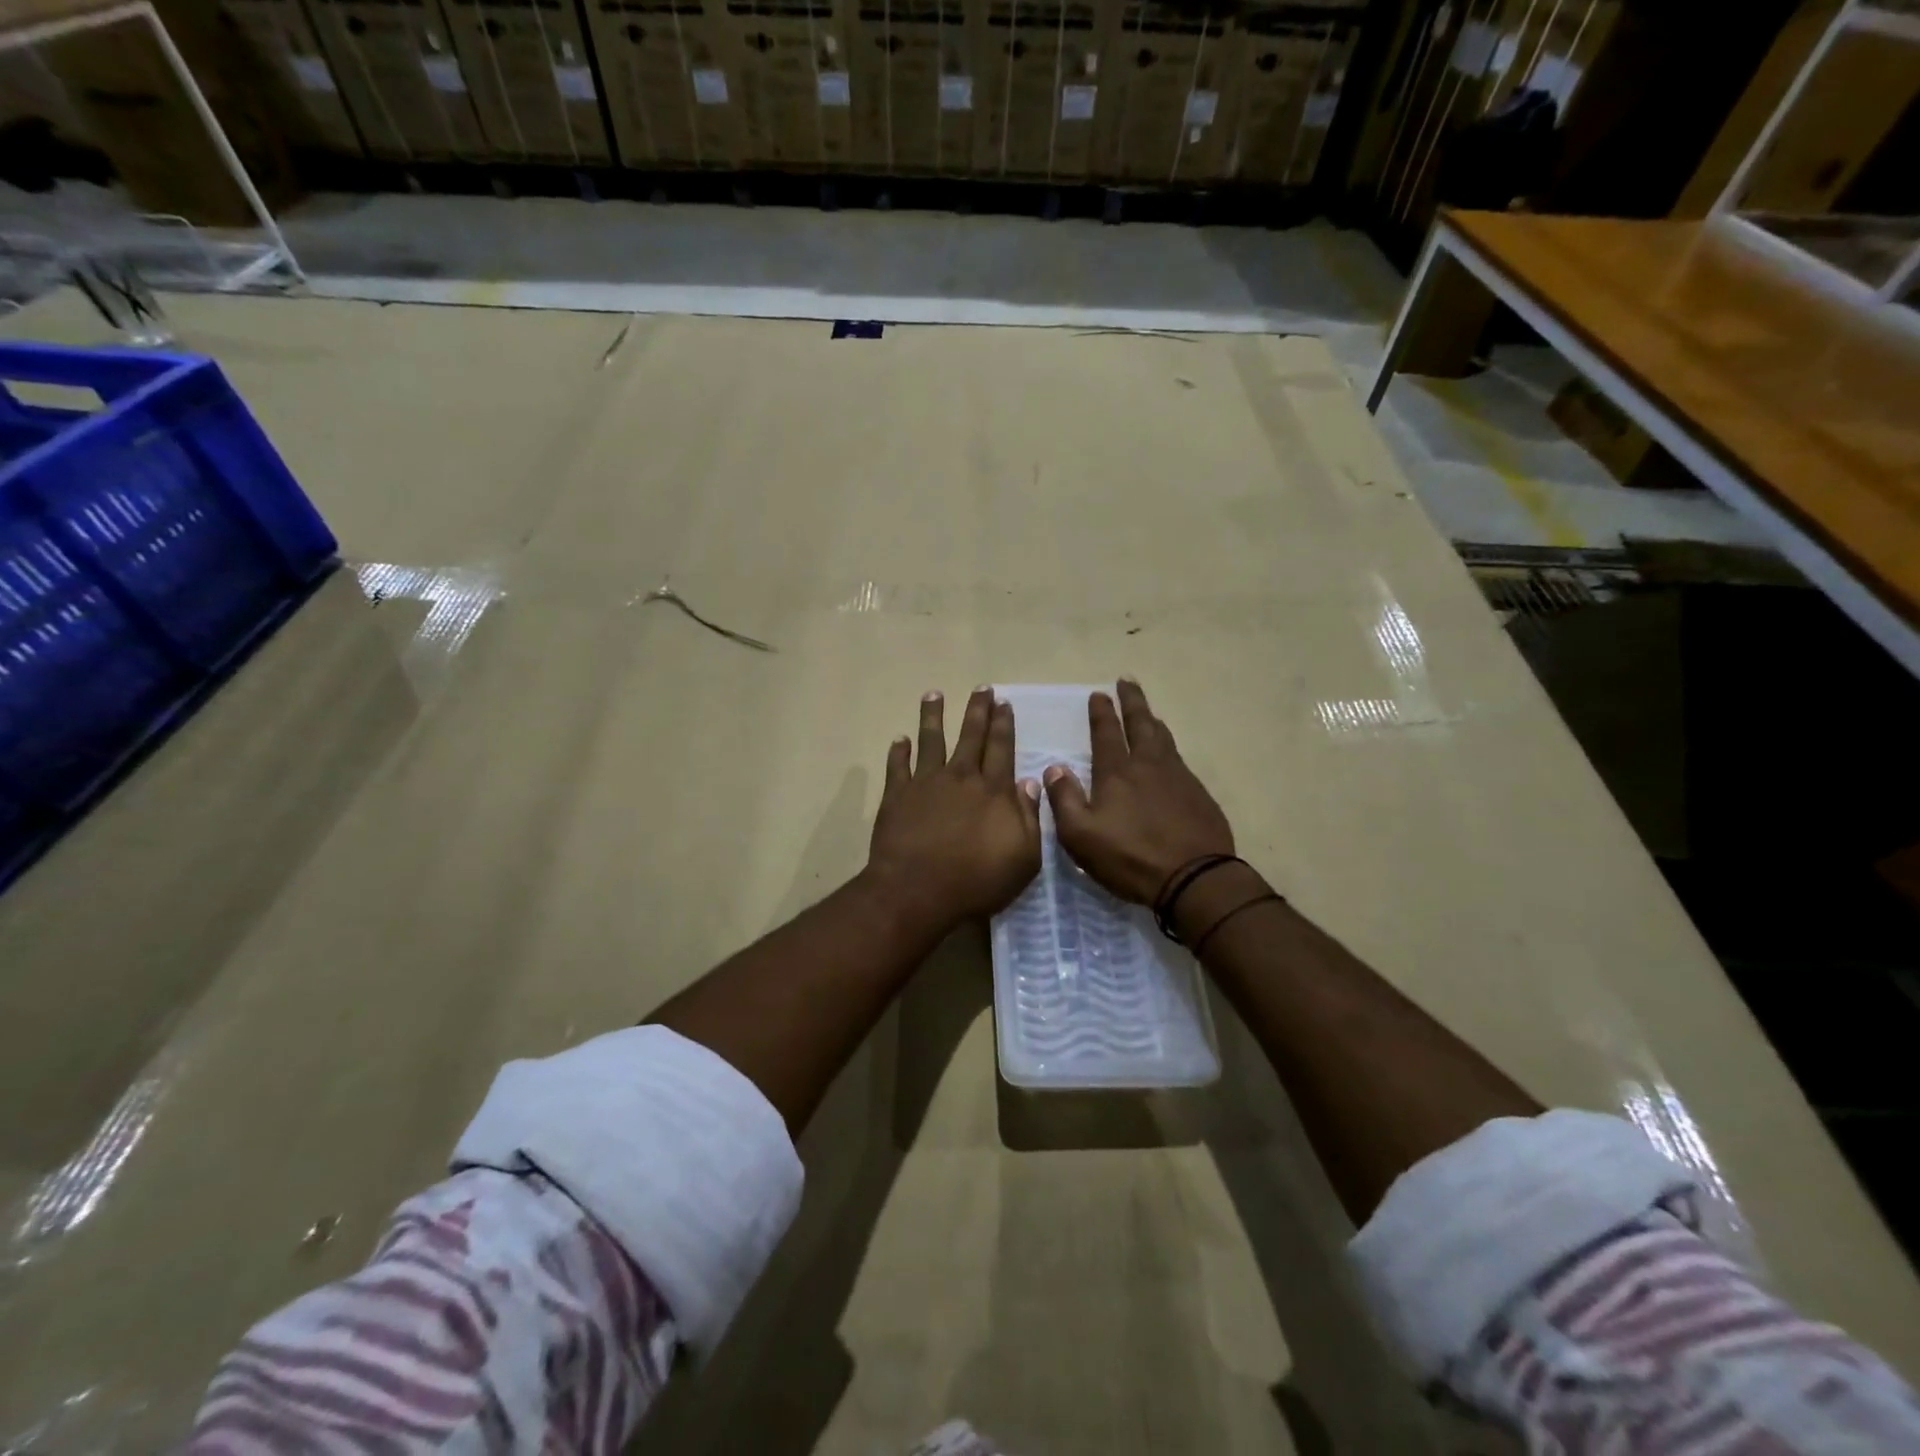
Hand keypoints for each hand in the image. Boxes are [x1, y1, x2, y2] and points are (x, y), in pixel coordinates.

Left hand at [867, 688, 1042, 930]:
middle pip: (970, 736)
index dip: (1004, 724)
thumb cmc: (976, 882)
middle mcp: (960, 778)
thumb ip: (1030, 818)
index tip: (1004, 703)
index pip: (1002, 748)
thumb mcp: (1023, 859)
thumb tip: (1030, 783)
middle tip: (981, 688)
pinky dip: (898, 751)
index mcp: (993, 791)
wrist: (917, 892)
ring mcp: (925, 784)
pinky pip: (897, 767)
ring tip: (933, 694)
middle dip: (978, 710)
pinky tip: (899, 740)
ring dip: (933, 716)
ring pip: (931, 740)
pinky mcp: (896, 796)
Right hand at [1043, 679, 1235, 904]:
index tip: (1098, 693)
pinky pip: (1179, 758)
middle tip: (1127, 681)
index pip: (1106, 733)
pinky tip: (1169, 753)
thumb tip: (1054, 768)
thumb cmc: (1130, 858)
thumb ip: (1064, 799)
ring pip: (1163, 737)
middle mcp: (1148, 765)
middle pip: (1140, 723)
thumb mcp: (1081, 836)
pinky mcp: (1198, 793)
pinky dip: (1169, 746)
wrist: (1194, 878)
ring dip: (1152, 720)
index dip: (1101, 712)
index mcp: (1117, 773)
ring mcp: (1178, 777)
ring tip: (1147, 711)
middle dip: (1131, 701)